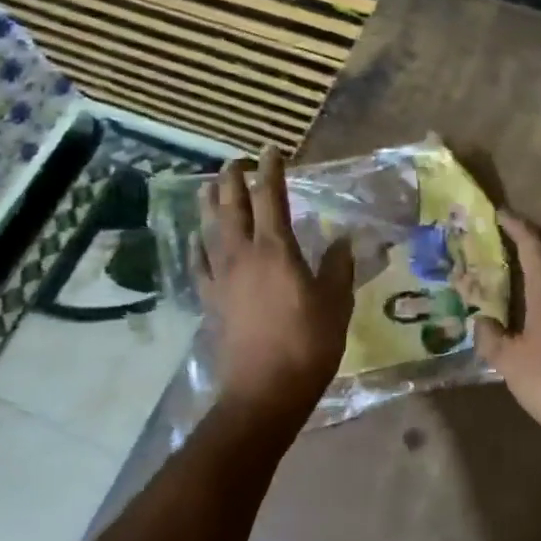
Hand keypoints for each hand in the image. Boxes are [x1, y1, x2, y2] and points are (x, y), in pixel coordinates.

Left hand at [196, 147, 354, 418]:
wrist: (265, 390)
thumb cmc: (308, 343)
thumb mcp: (336, 302)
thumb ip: (337, 267)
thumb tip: (342, 241)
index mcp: (276, 249)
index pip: (270, 198)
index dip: (271, 171)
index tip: (271, 151)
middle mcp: (243, 254)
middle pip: (232, 206)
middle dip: (234, 178)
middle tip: (238, 161)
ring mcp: (222, 277)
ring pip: (210, 229)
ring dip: (211, 203)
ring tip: (211, 186)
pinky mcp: (212, 300)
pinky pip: (200, 263)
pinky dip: (199, 245)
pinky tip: (198, 240)